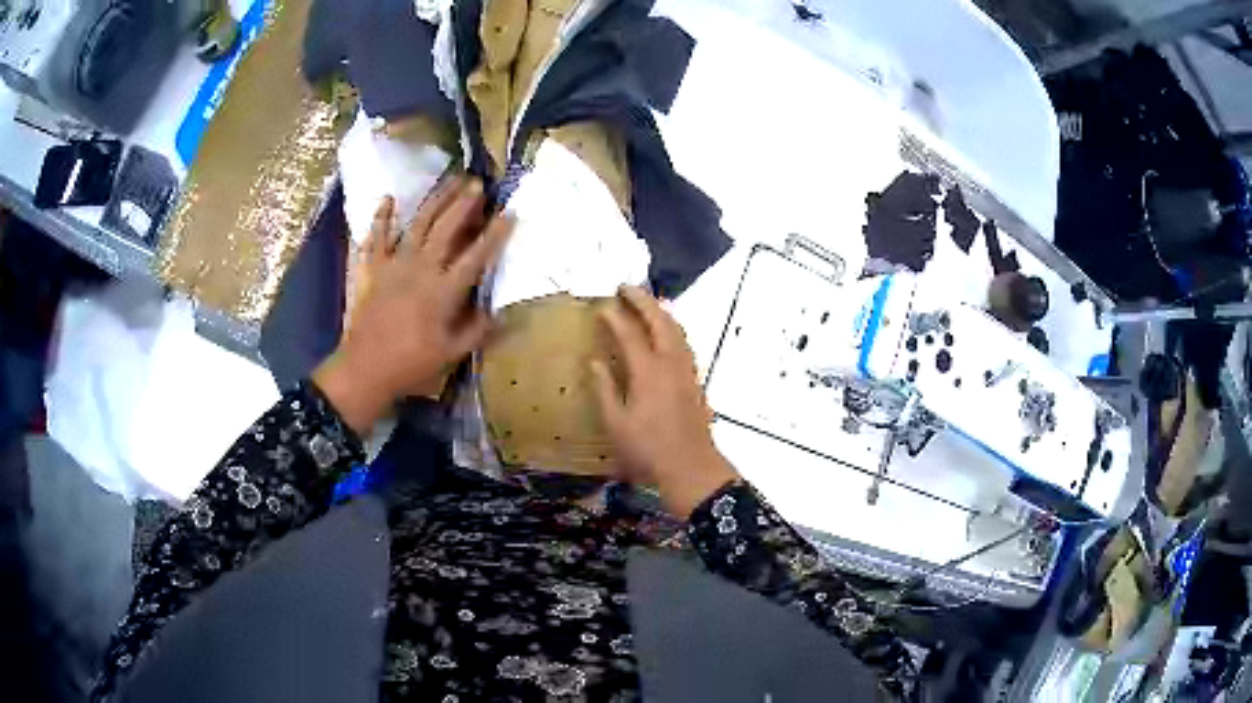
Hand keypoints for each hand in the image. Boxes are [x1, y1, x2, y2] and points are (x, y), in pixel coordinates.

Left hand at [314, 178, 512, 434]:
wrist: (364, 369)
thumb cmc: (411, 365)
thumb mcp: (451, 354)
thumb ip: (477, 330)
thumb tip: (500, 312)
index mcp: (444, 290)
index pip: (476, 255)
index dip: (495, 233)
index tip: (510, 213)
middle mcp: (422, 268)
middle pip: (447, 228)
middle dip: (464, 203)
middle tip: (478, 183)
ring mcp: (394, 264)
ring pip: (418, 224)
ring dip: (435, 200)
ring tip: (449, 180)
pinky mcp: (372, 269)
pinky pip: (376, 238)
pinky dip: (381, 218)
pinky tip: (388, 199)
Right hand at [593, 286, 738, 517]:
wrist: (691, 468)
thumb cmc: (648, 450)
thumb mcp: (616, 424)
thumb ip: (605, 389)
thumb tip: (595, 362)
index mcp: (648, 372)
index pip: (630, 334)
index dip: (614, 317)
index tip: (601, 306)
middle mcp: (671, 364)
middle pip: (660, 321)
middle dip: (643, 300)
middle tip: (626, 288)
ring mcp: (687, 371)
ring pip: (677, 330)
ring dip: (661, 312)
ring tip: (647, 302)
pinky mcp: (695, 381)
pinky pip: (685, 344)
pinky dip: (673, 329)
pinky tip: (667, 334)